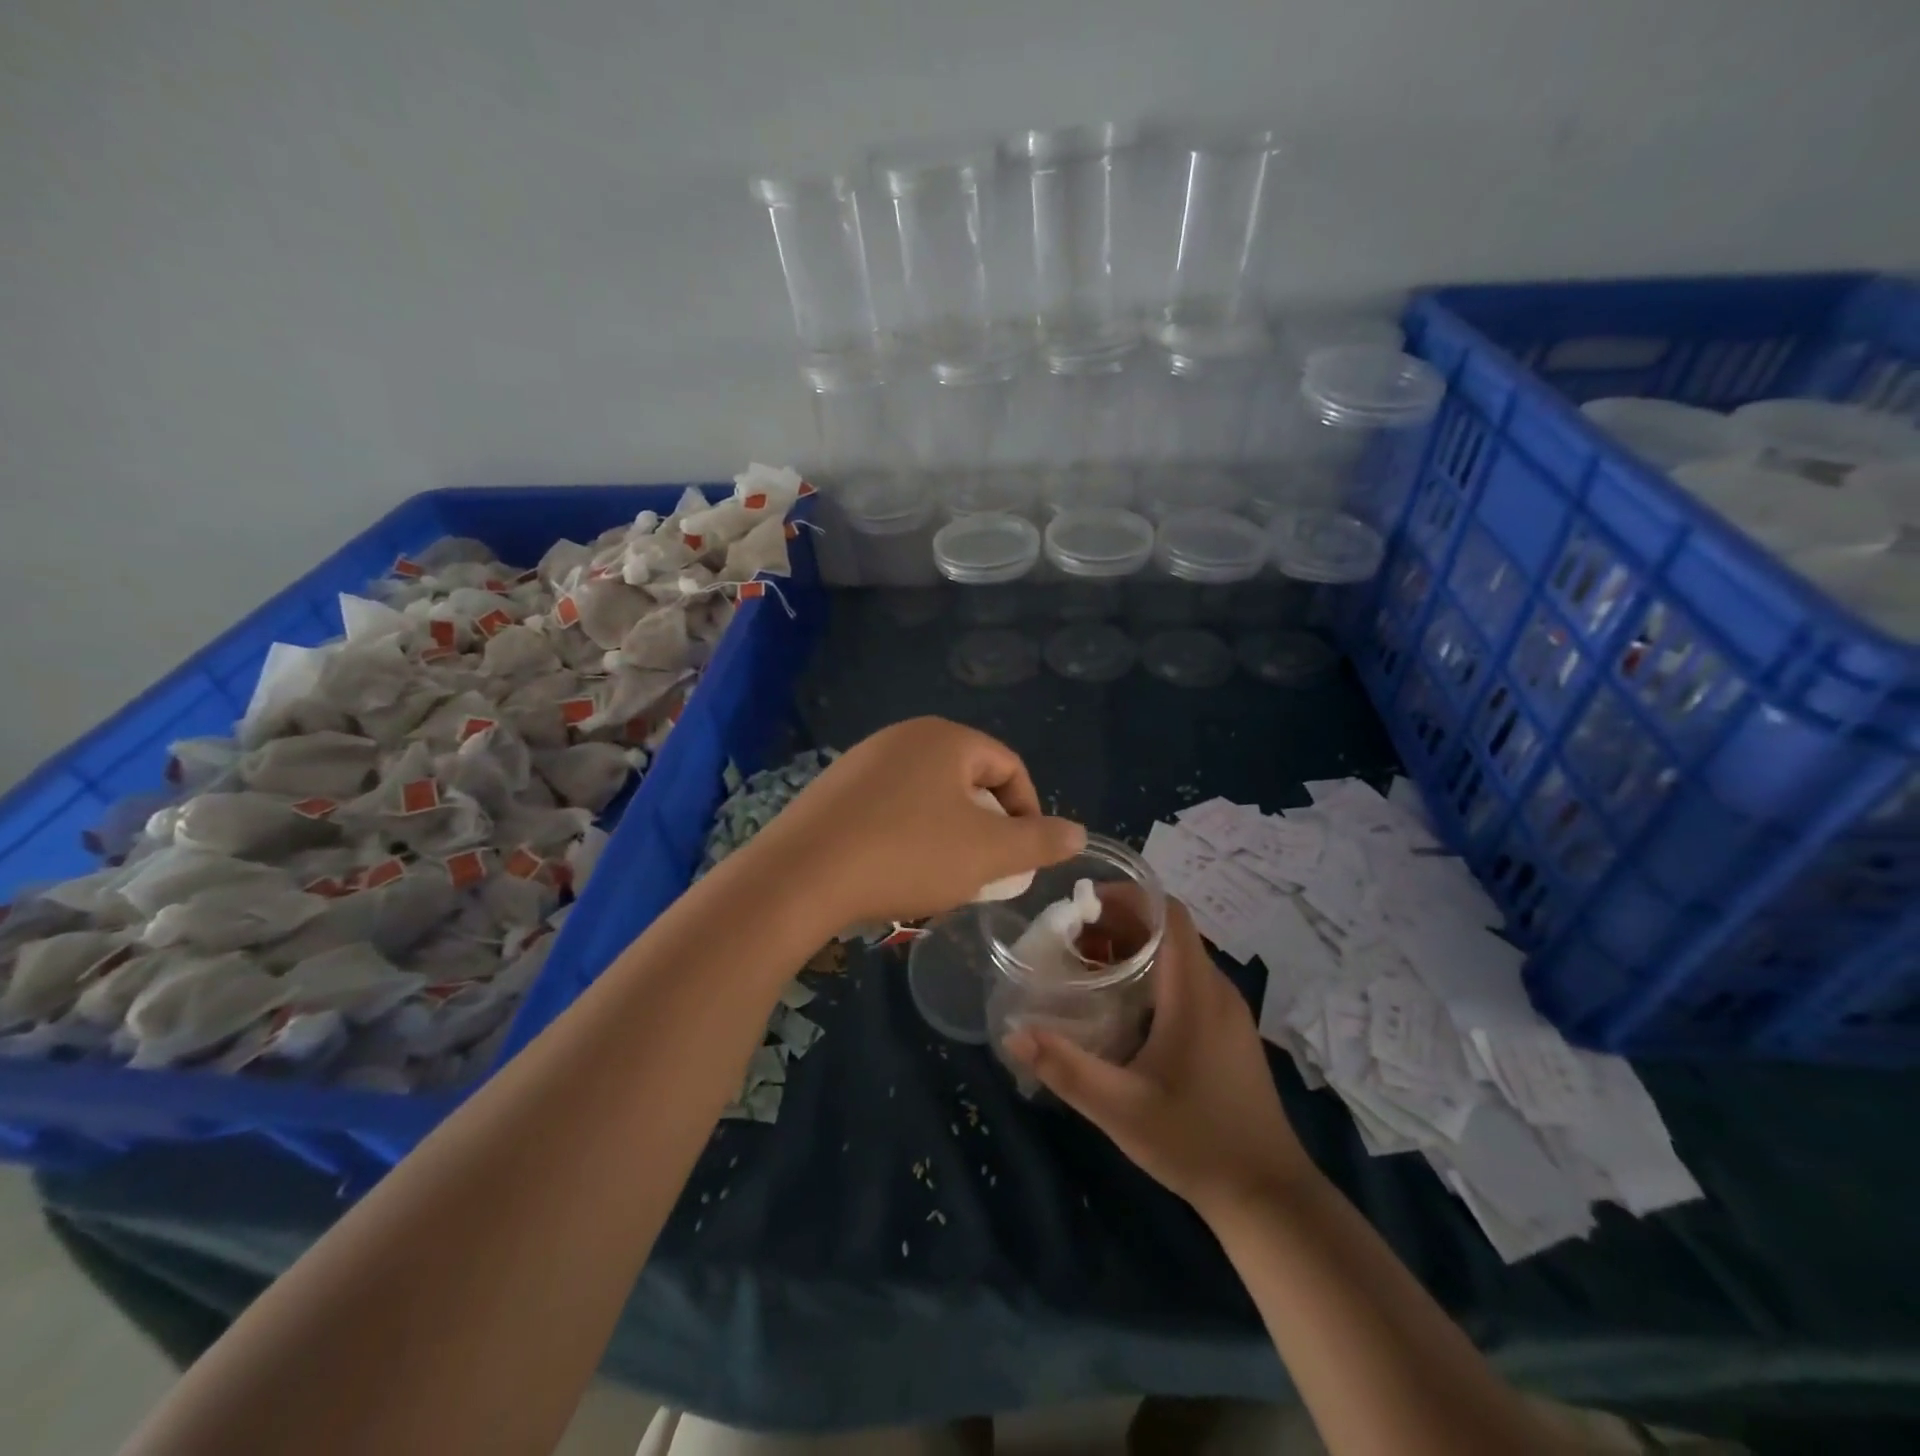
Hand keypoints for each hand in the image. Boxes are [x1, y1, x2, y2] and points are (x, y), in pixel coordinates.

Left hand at [747, 718, 1084, 927]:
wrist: (801, 876)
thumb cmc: (908, 854)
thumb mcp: (989, 853)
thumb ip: (1041, 841)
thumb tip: (1078, 833)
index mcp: (945, 738)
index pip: (1008, 766)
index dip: (1027, 811)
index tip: (1024, 856)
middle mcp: (903, 736)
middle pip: (967, 780)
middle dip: (985, 826)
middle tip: (985, 870)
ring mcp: (862, 760)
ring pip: (927, 796)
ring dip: (947, 834)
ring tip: (943, 877)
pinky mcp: (832, 790)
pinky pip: (889, 807)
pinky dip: (907, 835)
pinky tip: (897, 871)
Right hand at [1004, 898, 1316, 1217]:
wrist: (1268, 1195)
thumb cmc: (1195, 1141)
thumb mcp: (1120, 1109)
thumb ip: (1065, 1067)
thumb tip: (1013, 1034)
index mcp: (1195, 992)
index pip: (1169, 914)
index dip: (1128, 897)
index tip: (1083, 903)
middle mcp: (1216, 990)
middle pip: (1170, 931)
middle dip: (1120, 923)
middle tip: (1072, 937)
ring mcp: (1227, 1011)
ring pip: (1179, 956)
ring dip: (1135, 948)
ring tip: (1088, 964)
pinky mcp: (1229, 1032)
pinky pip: (1188, 981)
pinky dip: (1153, 973)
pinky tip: (1122, 1004)